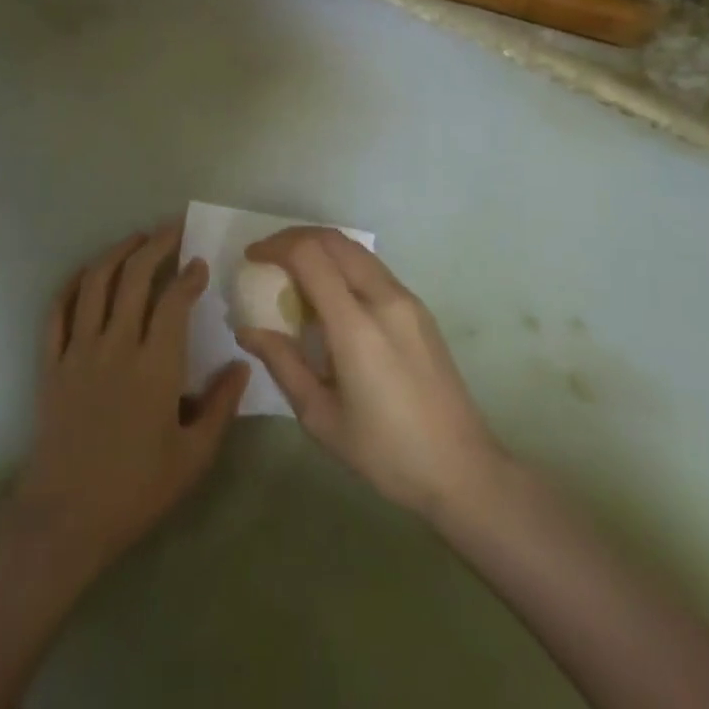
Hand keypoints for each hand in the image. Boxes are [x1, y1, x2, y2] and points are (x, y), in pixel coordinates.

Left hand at [11, 222, 250, 575]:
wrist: (65, 519)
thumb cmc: (136, 489)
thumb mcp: (193, 456)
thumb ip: (221, 406)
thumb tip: (243, 363)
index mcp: (155, 366)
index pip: (173, 302)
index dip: (188, 276)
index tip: (199, 262)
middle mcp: (116, 346)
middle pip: (133, 278)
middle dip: (155, 246)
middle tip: (171, 229)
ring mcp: (78, 352)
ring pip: (94, 284)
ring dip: (115, 254)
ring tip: (134, 239)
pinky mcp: (51, 364)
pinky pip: (56, 312)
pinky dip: (71, 285)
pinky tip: (85, 274)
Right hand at [235, 228, 505, 522]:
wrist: (461, 469)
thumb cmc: (385, 452)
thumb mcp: (320, 416)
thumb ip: (283, 363)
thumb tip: (247, 330)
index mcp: (356, 326)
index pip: (311, 256)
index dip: (276, 247)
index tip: (252, 258)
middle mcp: (384, 299)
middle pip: (335, 241)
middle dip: (295, 239)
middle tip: (268, 258)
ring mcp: (407, 301)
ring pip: (356, 251)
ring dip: (321, 250)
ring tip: (293, 275)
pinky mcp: (420, 310)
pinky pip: (373, 270)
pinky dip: (343, 266)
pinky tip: (329, 298)